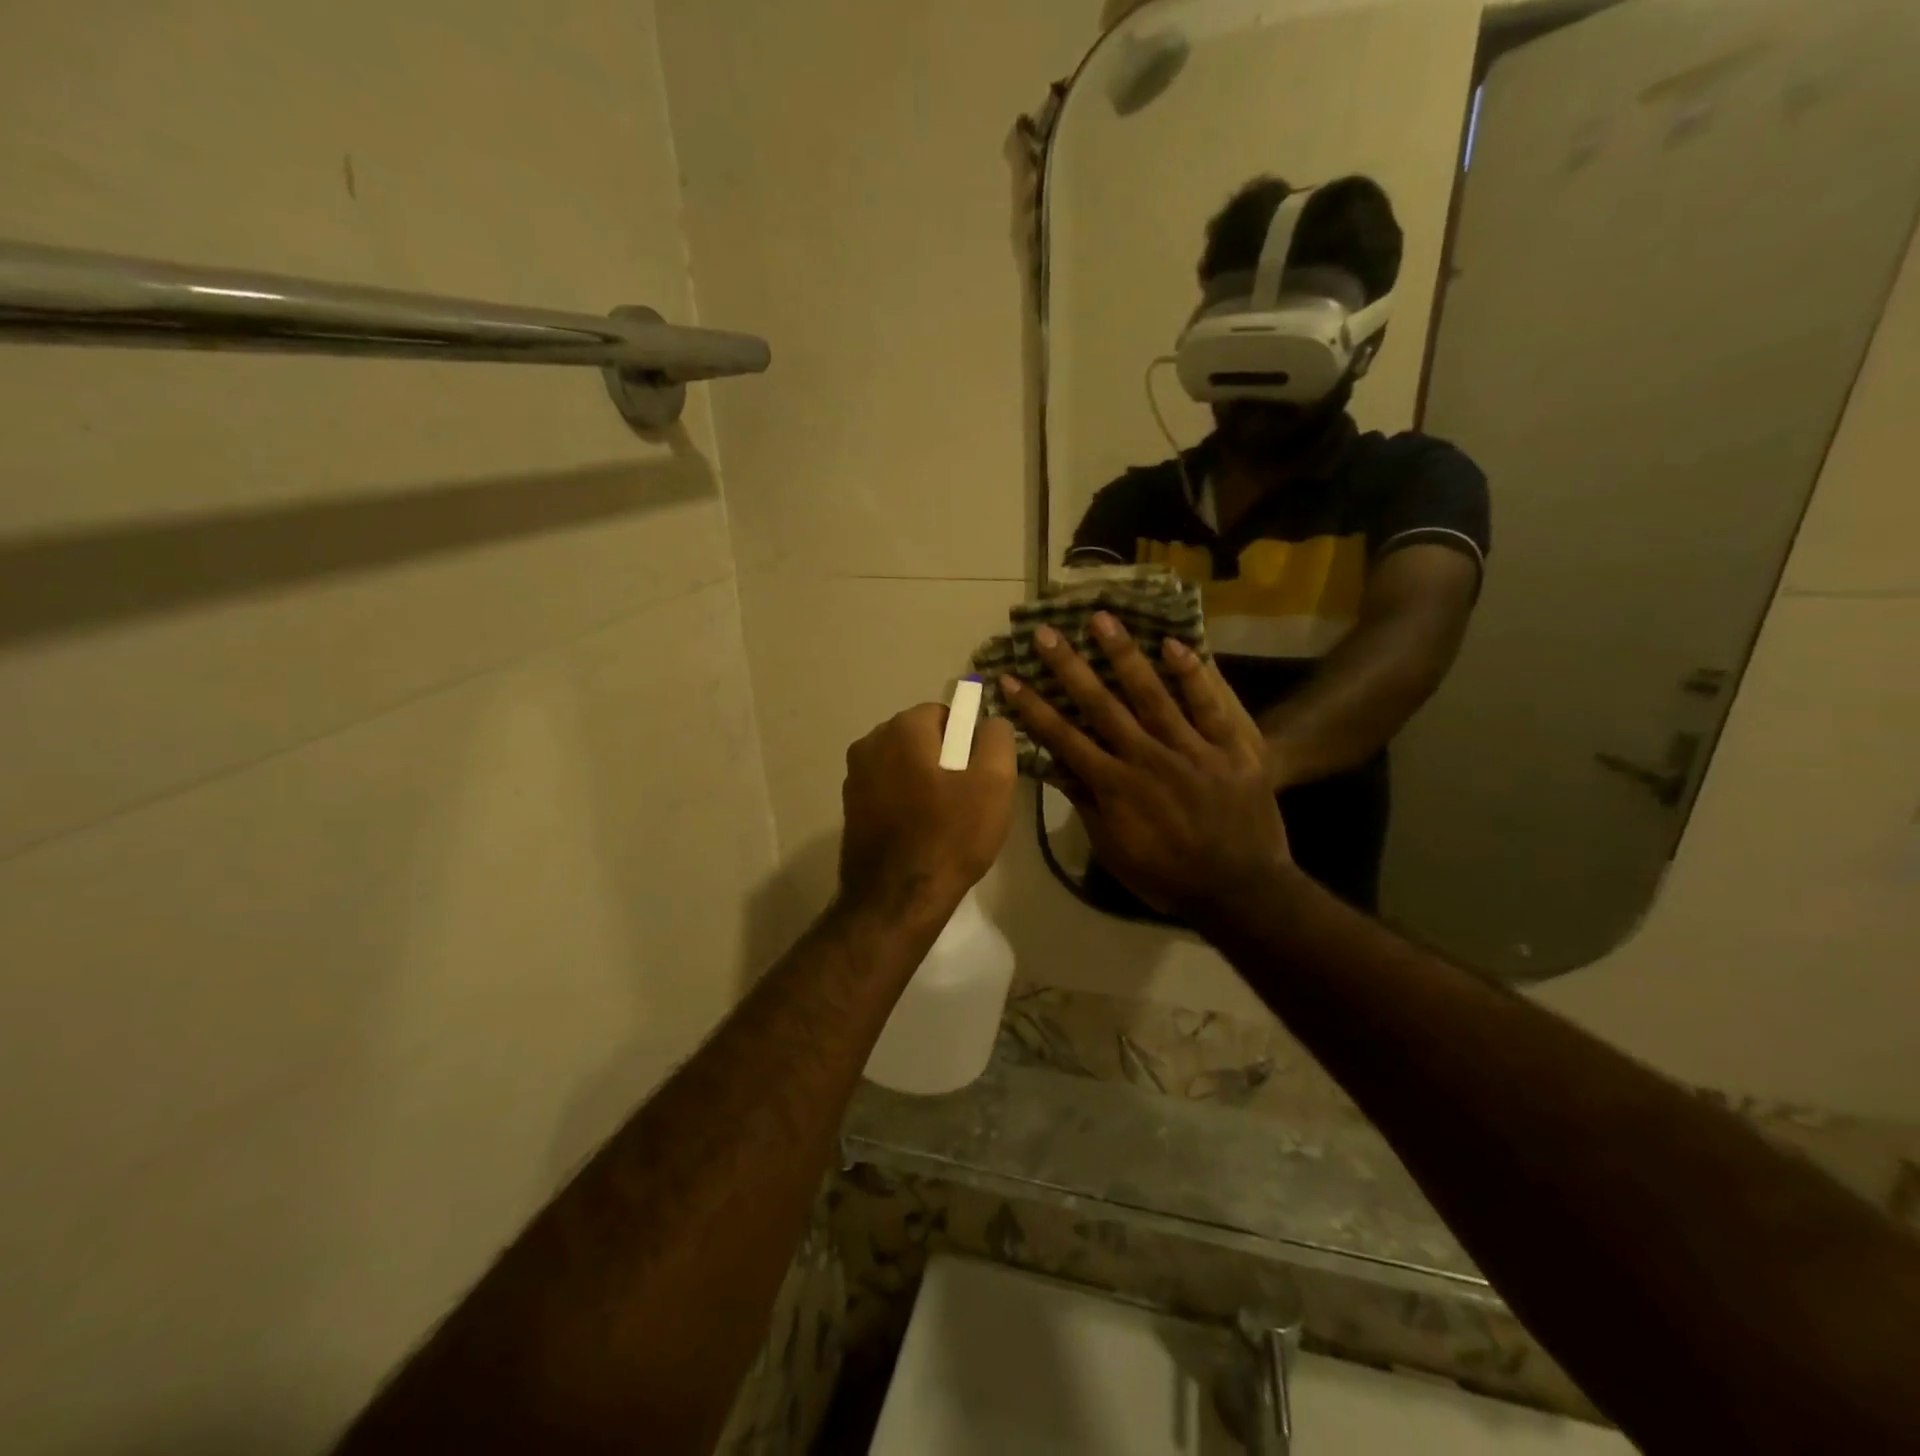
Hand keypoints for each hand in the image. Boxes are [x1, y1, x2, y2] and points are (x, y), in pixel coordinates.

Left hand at [838, 703, 1017, 926]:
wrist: (896, 901)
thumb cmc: (950, 836)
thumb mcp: (994, 783)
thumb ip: (996, 739)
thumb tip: (990, 723)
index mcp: (901, 729)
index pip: (944, 713)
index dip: (968, 741)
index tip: (978, 775)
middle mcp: (870, 742)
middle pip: (921, 737)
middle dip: (945, 759)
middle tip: (967, 798)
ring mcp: (854, 776)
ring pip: (904, 764)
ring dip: (925, 780)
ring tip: (945, 819)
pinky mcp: (850, 807)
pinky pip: (888, 789)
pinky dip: (906, 800)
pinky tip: (921, 831)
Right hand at [1002, 615, 1293, 920]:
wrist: (1239, 890)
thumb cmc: (1167, 876)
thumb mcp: (1113, 850)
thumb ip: (1087, 805)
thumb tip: (1058, 767)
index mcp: (1114, 785)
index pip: (1064, 738)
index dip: (1034, 707)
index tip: (1010, 678)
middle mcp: (1145, 757)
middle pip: (1101, 705)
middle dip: (1070, 667)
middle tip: (1046, 632)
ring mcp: (1189, 748)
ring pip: (1151, 694)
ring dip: (1123, 655)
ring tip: (1102, 619)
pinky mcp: (1229, 747)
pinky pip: (1209, 706)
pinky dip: (1192, 675)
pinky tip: (1174, 644)